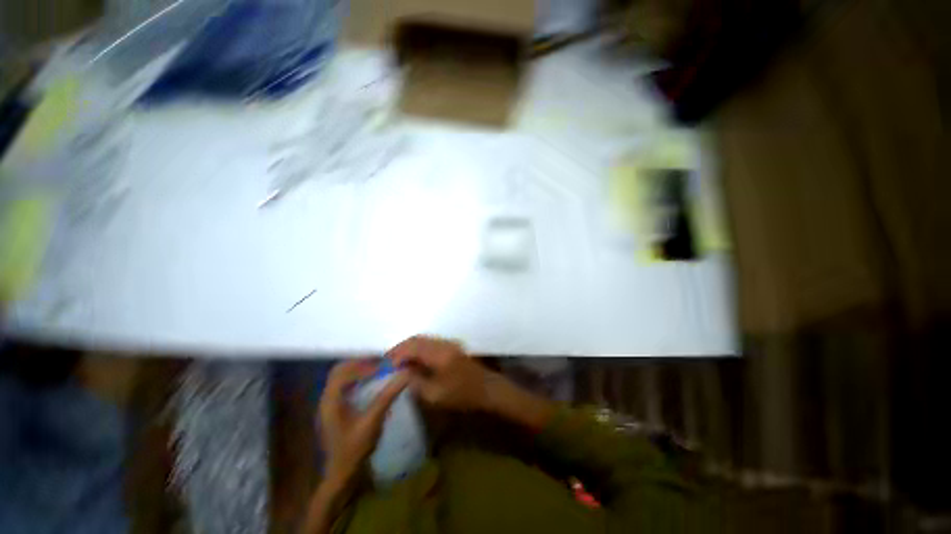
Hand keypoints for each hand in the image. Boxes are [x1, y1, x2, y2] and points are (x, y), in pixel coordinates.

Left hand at [318, 360, 409, 488]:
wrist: (340, 475)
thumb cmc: (355, 449)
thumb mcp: (373, 421)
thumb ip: (388, 395)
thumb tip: (404, 374)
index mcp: (331, 401)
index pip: (344, 372)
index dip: (363, 365)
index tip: (383, 365)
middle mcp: (326, 399)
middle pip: (339, 370)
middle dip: (360, 363)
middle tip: (379, 364)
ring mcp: (328, 405)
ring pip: (340, 377)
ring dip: (357, 370)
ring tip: (376, 370)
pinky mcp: (333, 410)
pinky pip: (342, 386)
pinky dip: (355, 379)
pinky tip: (369, 383)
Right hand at [389, 336, 556, 431]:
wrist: (489, 390)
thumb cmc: (463, 395)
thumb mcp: (435, 394)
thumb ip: (415, 381)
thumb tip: (400, 372)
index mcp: (438, 352)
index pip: (411, 346)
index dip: (395, 354)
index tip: (383, 365)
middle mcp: (443, 343)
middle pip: (417, 339)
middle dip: (401, 349)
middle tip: (388, 362)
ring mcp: (449, 343)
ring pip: (424, 340)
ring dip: (410, 349)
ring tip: (398, 363)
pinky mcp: (452, 347)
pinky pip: (431, 344)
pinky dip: (419, 350)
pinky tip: (415, 362)